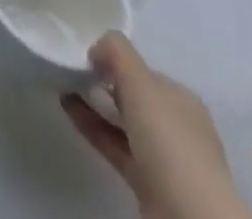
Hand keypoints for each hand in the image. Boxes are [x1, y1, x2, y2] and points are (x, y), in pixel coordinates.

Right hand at [62, 32, 250, 218]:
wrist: (188, 216)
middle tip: (71, 69)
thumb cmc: (169, 139)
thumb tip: (96, 48)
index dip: (117, 61)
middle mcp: (177, 127)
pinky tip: (68, 110)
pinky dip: (93, 127)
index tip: (88, 55)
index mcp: (183, 100)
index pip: (146, 73)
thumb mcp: (139, 80)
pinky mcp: (148, 183)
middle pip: (135, 98)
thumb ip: (116, 51)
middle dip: (104, 83)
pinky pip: (115, 145)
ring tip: (63, 85)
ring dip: (94, 105)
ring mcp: (164, 159)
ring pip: (123, 123)